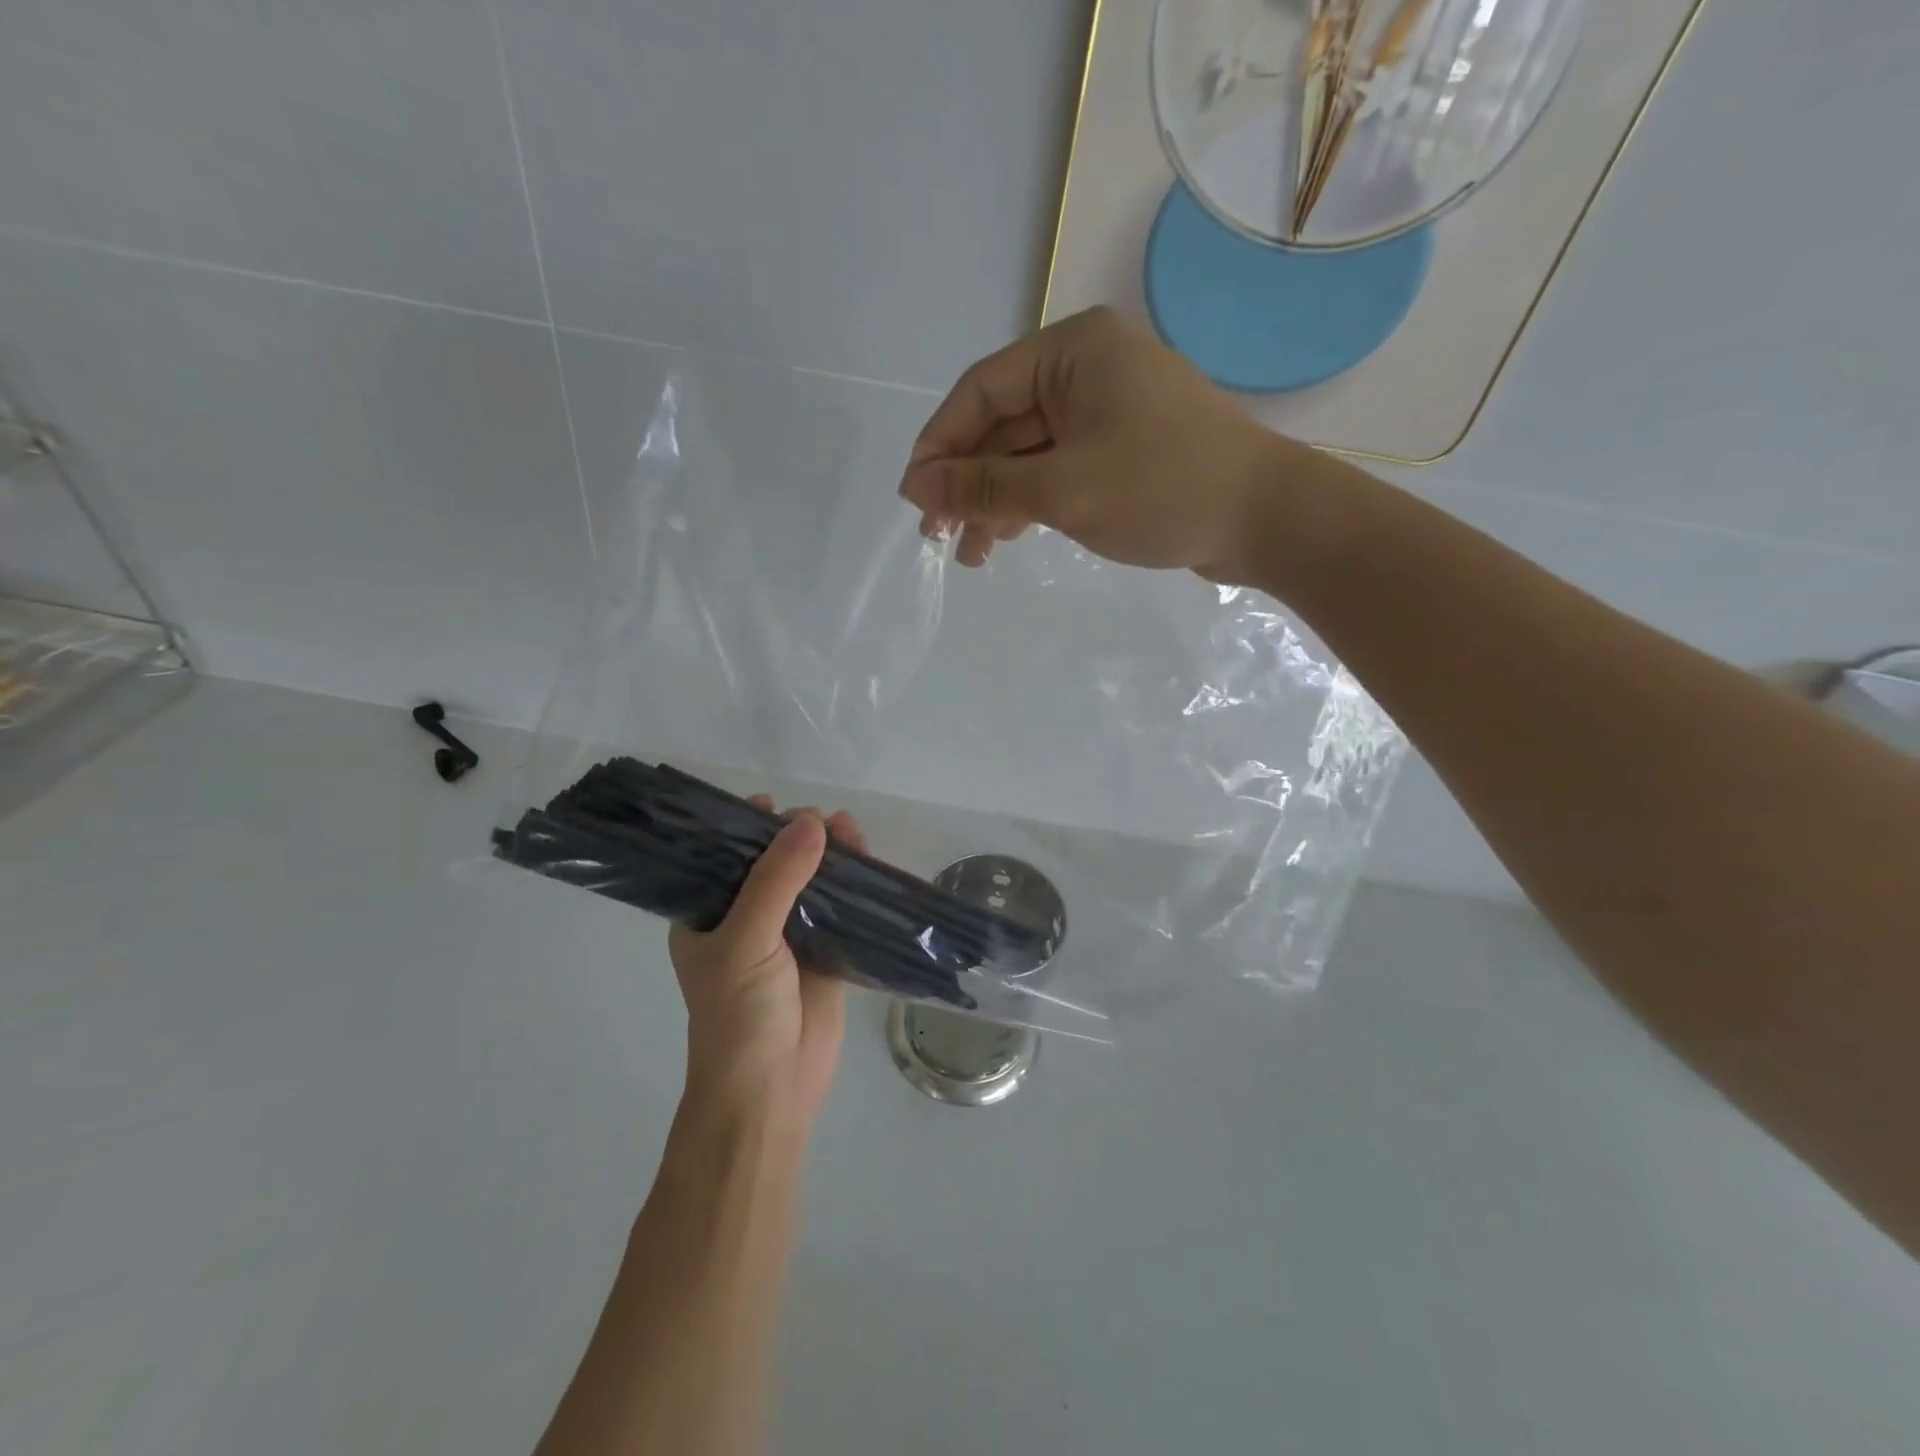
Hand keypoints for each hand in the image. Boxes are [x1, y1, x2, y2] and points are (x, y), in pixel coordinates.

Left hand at [667, 800, 866, 1125]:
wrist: (770, 1093)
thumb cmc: (738, 1017)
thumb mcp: (746, 941)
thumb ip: (777, 880)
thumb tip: (813, 821)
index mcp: (708, 916)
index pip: (723, 858)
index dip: (745, 829)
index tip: (771, 803)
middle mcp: (746, 920)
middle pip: (774, 864)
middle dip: (796, 837)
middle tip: (822, 818)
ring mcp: (788, 937)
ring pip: (811, 882)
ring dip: (830, 856)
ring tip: (851, 830)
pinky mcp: (824, 954)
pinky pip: (840, 909)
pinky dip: (855, 886)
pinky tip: (870, 863)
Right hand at [898, 307, 1317, 579]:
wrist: (1263, 519)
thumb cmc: (1162, 488)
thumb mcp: (1062, 488)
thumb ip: (983, 486)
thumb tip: (916, 486)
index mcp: (1072, 352)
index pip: (980, 392)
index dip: (939, 445)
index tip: (913, 499)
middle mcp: (1085, 371)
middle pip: (1001, 425)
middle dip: (966, 482)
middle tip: (936, 535)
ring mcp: (1105, 412)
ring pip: (1027, 454)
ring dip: (994, 501)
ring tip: (969, 554)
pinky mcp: (1119, 451)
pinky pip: (1057, 471)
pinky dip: (1029, 504)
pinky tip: (1006, 539)